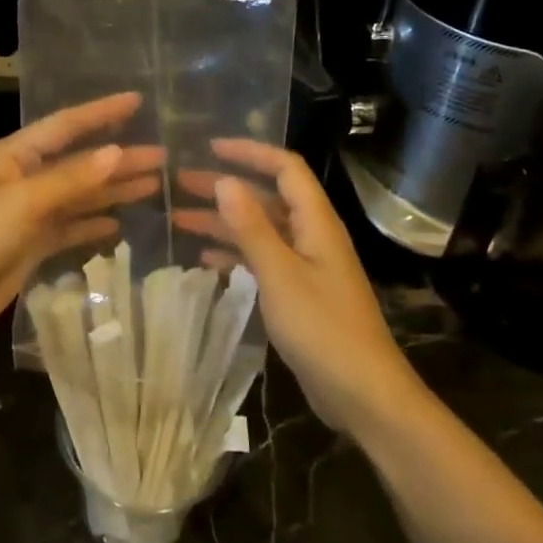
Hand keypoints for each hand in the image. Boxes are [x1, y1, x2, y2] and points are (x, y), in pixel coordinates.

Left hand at [0, 93, 164, 351]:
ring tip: (154, 185)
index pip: (66, 125)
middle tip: (162, 157)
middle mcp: (23, 178)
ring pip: (79, 195)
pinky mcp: (31, 245)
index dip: (101, 112)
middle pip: (79, 162)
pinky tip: (118, 224)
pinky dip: (92, 224)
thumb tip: (118, 152)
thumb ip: (72, 179)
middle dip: (118, 158)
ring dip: (112, 190)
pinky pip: (69, 227)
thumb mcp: (23, 201)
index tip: (138, 101)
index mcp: (15, 155)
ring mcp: (27, 213)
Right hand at [172, 139, 425, 437]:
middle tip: (180, 183)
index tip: (209, 148)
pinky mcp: (298, 294)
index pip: (285, 169)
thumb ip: (251, 227)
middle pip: (265, 197)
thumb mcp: (280, 274)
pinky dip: (233, 254)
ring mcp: (305, 266)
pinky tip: (204, 258)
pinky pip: (261, 260)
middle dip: (224, 186)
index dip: (249, 152)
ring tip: (178, 217)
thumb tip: (224, 180)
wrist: (364, 395)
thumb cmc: (323, 329)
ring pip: (259, 230)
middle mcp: (311, 236)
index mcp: (315, 223)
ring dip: (222, 221)